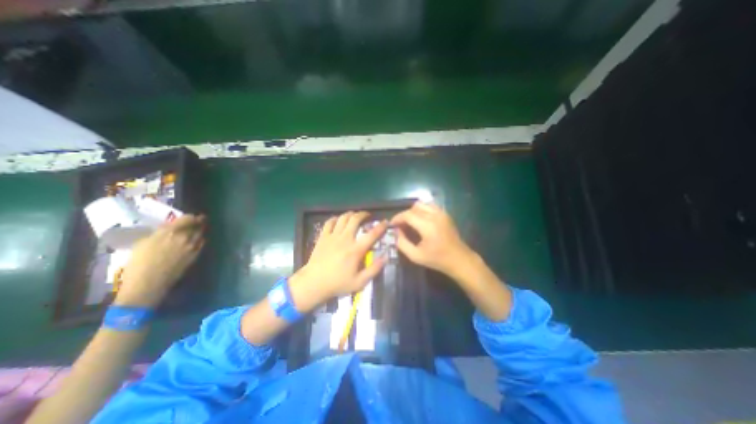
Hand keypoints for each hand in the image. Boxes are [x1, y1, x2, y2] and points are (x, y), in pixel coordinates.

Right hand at [113, 215, 204, 308]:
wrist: (148, 282)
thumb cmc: (139, 263)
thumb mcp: (143, 243)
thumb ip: (159, 233)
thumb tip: (168, 228)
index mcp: (169, 232)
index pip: (188, 218)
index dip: (191, 217)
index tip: (192, 216)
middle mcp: (184, 236)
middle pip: (198, 224)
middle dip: (200, 221)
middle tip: (201, 219)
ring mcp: (193, 245)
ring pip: (202, 233)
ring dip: (201, 229)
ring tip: (200, 228)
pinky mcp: (196, 254)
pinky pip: (202, 242)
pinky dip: (201, 239)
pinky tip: (199, 239)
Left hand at [288, 211, 386, 312]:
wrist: (313, 283)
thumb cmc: (338, 284)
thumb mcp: (360, 282)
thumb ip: (374, 269)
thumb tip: (385, 257)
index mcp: (356, 250)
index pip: (372, 234)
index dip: (381, 226)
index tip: (386, 222)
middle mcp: (345, 239)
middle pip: (355, 219)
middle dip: (364, 214)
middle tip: (368, 216)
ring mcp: (332, 236)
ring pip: (343, 218)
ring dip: (351, 214)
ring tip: (355, 216)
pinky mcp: (323, 237)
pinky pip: (329, 222)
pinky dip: (335, 219)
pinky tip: (338, 220)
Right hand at [389, 202, 470, 277]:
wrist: (459, 259)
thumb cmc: (437, 259)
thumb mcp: (415, 256)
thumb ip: (402, 243)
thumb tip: (396, 232)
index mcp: (427, 226)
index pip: (407, 215)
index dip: (397, 218)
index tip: (392, 225)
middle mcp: (435, 215)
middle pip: (414, 207)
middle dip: (404, 215)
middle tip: (401, 226)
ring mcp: (442, 213)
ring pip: (422, 204)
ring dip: (413, 211)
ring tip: (411, 223)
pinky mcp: (445, 214)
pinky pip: (430, 206)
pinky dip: (422, 210)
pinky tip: (421, 221)